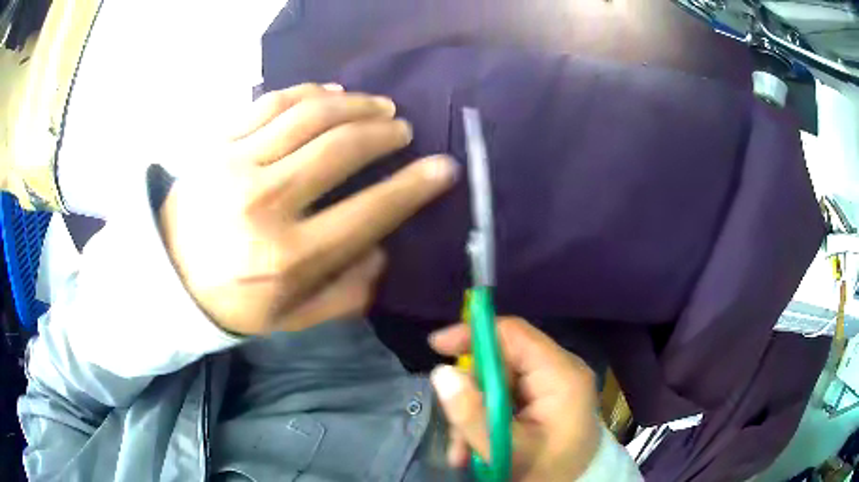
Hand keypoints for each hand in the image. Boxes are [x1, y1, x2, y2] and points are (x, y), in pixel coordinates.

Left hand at [159, 83, 457, 334]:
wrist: (168, 276)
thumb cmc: (233, 303)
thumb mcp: (293, 318)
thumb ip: (346, 293)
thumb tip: (385, 252)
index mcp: (288, 257)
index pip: (369, 212)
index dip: (414, 186)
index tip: (443, 167)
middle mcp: (265, 203)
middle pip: (341, 149)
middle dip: (385, 134)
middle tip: (403, 130)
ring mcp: (237, 165)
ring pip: (309, 115)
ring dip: (355, 104)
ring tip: (378, 105)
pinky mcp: (218, 143)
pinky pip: (271, 102)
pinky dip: (309, 92)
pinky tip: (332, 92)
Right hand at [429, 317, 600, 480]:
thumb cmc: (547, 472)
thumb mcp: (506, 450)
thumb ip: (472, 415)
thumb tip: (442, 372)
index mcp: (561, 375)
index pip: (514, 334)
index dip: (474, 335)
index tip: (437, 347)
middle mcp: (559, 370)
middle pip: (501, 361)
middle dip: (471, 395)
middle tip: (456, 434)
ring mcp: (552, 384)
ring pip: (497, 382)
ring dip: (474, 413)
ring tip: (464, 452)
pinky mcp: (545, 397)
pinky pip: (505, 396)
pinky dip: (486, 417)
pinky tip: (476, 447)